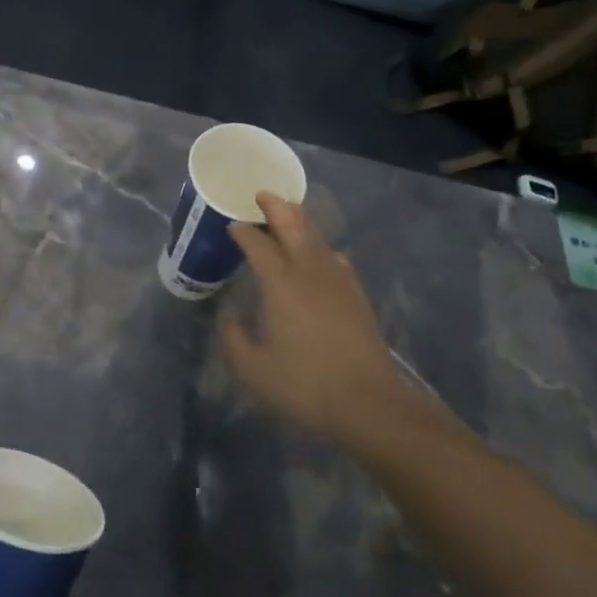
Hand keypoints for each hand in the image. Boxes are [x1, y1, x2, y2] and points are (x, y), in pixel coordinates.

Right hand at [219, 193, 427, 445]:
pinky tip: (319, 255)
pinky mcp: (356, 294)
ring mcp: (338, 280)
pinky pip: (334, 256)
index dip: (242, 232)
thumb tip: (229, 317)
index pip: (258, 245)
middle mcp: (309, 271)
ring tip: (288, 213)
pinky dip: (320, 245)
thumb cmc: (304, 385)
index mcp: (280, 284)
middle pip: (293, 226)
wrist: (368, 402)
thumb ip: (234, 339)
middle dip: (275, 207)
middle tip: (262, 194)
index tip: (231, 225)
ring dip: (299, 220)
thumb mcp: (254, 369)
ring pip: (316, 237)